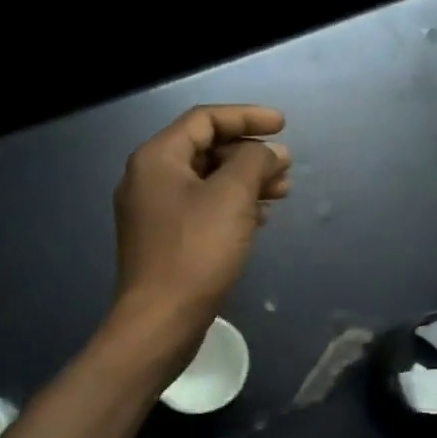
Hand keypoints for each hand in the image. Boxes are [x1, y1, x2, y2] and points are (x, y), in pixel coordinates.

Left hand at [112, 104, 290, 334]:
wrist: (160, 321)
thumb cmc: (196, 250)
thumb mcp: (232, 196)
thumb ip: (255, 162)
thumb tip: (272, 152)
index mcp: (157, 158)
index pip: (205, 119)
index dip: (247, 116)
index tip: (283, 125)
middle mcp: (150, 178)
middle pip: (206, 148)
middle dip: (250, 153)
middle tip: (286, 166)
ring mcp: (155, 211)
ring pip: (208, 180)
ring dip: (246, 180)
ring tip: (283, 191)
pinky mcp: (165, 239)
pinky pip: (203, 207)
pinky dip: (234, 205)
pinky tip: (261, 217)